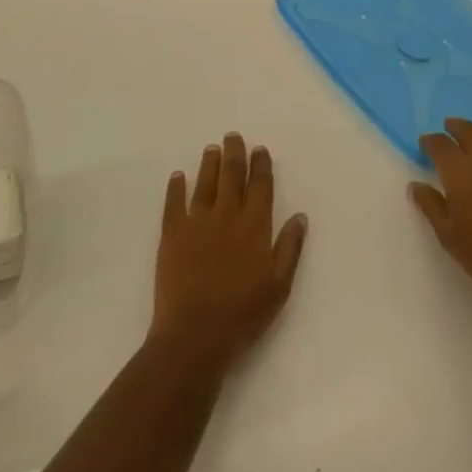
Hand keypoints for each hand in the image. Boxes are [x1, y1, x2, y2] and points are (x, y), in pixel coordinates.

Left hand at [151, 132, 307, 375]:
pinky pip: (174, 202)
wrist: (195, 334)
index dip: (261, 165)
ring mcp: (197, 222)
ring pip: (205, 183)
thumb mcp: (279, 286)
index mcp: (254, 227)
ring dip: (209, 163)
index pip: (260, 186)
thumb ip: (290, 248)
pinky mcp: (172, 233)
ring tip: (211, 148)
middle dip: (234, 154)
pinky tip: (178, 176)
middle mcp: (226, 215)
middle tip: (233, 137)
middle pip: (231, 176)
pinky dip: (176, 187)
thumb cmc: (243, 314)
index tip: (260, 149)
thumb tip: (300, 216)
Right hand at [411, 119, 471, 321]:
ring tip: (471, 150)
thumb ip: (430, 204)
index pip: (441, 144)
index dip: (430, 141)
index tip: (424, 143)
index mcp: (461, 172)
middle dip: (456, 127)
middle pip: (470, 131)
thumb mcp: (447, 234)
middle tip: (447, 128)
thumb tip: (416, 185)